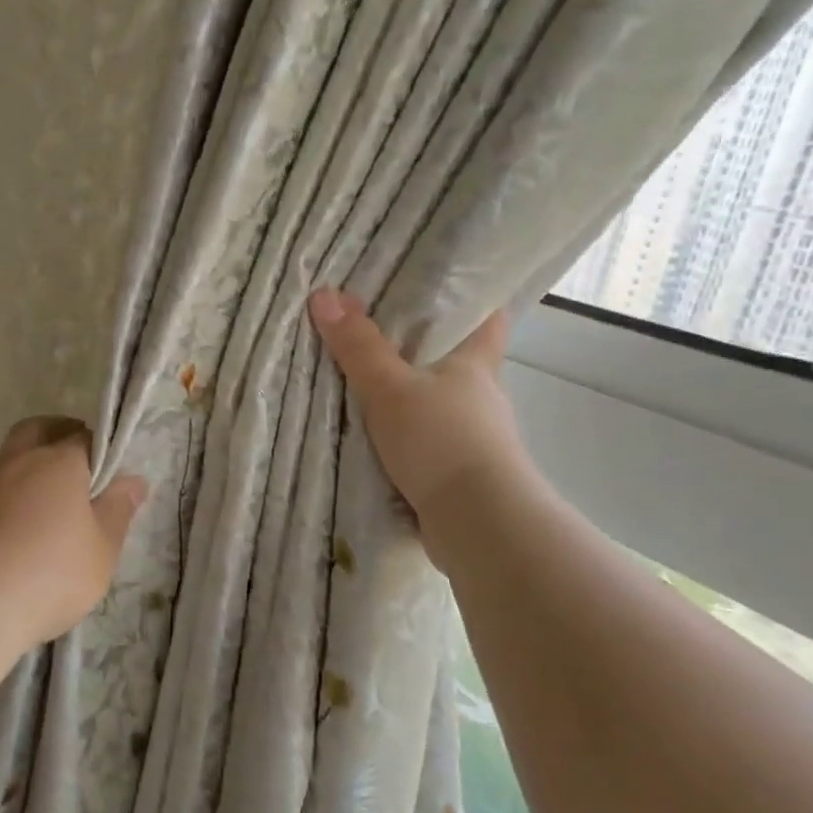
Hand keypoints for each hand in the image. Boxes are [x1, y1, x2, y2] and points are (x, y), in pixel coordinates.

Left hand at [0, 417, 147, 650]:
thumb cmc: (51, 573)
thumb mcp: (103, 548)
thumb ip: (118, 510)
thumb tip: (134, 480)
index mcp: (58, 462)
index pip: (83, 437)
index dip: (98, 448)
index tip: (107, 469)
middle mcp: (17, 462)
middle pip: (35, 430)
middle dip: (54, 433)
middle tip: (72, 457)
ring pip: (4, 458)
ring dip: (23, 465)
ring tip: (40, 498)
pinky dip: (2, 500)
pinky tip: (11, 531)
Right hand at [308, 288, 534, 570]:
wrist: (478, 524)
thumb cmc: (442, 440)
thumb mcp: (390, 388)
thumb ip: (358, 346)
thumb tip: (324, 293)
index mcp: (476, 363)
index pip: (488, 317)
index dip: (470, 299)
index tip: (439, 287)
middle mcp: (480, 396)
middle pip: (456, 360)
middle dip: (422, 348)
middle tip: (375, 331)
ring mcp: (472, 437)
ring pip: (437, 403)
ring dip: (409, 396)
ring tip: (362, 384)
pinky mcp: (458, 471)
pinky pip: (425, 440)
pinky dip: (403, 436)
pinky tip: (371, 436)